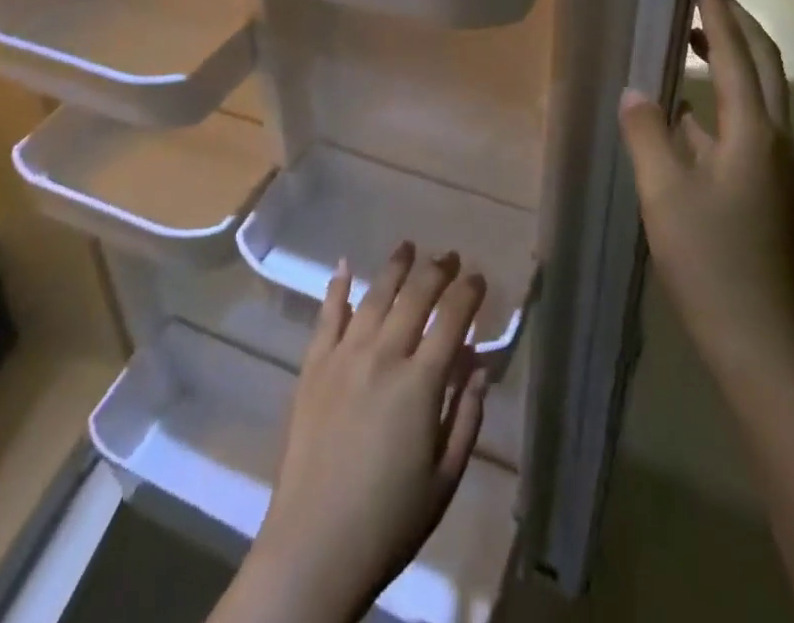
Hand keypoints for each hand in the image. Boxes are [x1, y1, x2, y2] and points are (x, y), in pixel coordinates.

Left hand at [226, 243, 489, 622]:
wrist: (314, 546)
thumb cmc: (390, 520)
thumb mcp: (445, 478)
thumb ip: (467, 416)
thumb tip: (480, 366)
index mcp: (420, 383)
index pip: (452, 319)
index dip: (468, 292)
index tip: (478, 277)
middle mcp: (383, 355)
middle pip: (415, 296)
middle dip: (437, 270)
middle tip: (449, 256)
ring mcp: (344, 355)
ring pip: (375, 296)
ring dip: (395, 267)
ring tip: (408, 247)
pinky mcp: (313, 366)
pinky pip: (327, 315)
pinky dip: (337, 287)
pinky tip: (344, 265)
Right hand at [619, 0, 793, 391]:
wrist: (756, 336)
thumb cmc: (707, 257)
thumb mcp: (663, 190)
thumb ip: (646, 131)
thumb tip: (635, 90)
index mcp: (754, 131)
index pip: (736, 54)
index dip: (717, 11)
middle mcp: (773, 137)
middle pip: (763, 64)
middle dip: (736, 23)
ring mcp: (771, 162)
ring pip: (757, 91)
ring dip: (729, 56)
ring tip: (691, 36)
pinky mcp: (761, 183)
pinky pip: (743, 120)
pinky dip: (719, 96)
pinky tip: (684, 106)